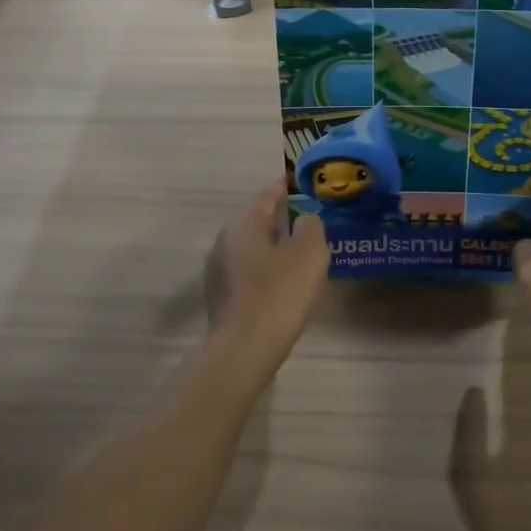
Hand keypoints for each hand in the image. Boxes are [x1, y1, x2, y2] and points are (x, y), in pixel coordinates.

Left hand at [204, 181, 329, 378]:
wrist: (245, 349)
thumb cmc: (279, 293)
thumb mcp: (309, 253)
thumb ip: (311, 227)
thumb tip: (305, 220)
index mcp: (244, 224)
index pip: (268, 196)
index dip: (287, 187)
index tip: (303, 182)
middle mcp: (225, 241)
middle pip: (258, 221)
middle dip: (282, 218)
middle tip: (310, 216)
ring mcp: (219, 270)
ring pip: (253, 246)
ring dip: (275, 244)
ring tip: (302, 248)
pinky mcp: (222, 296)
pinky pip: (250, 269)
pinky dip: (268, 266)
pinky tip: (286, 279)